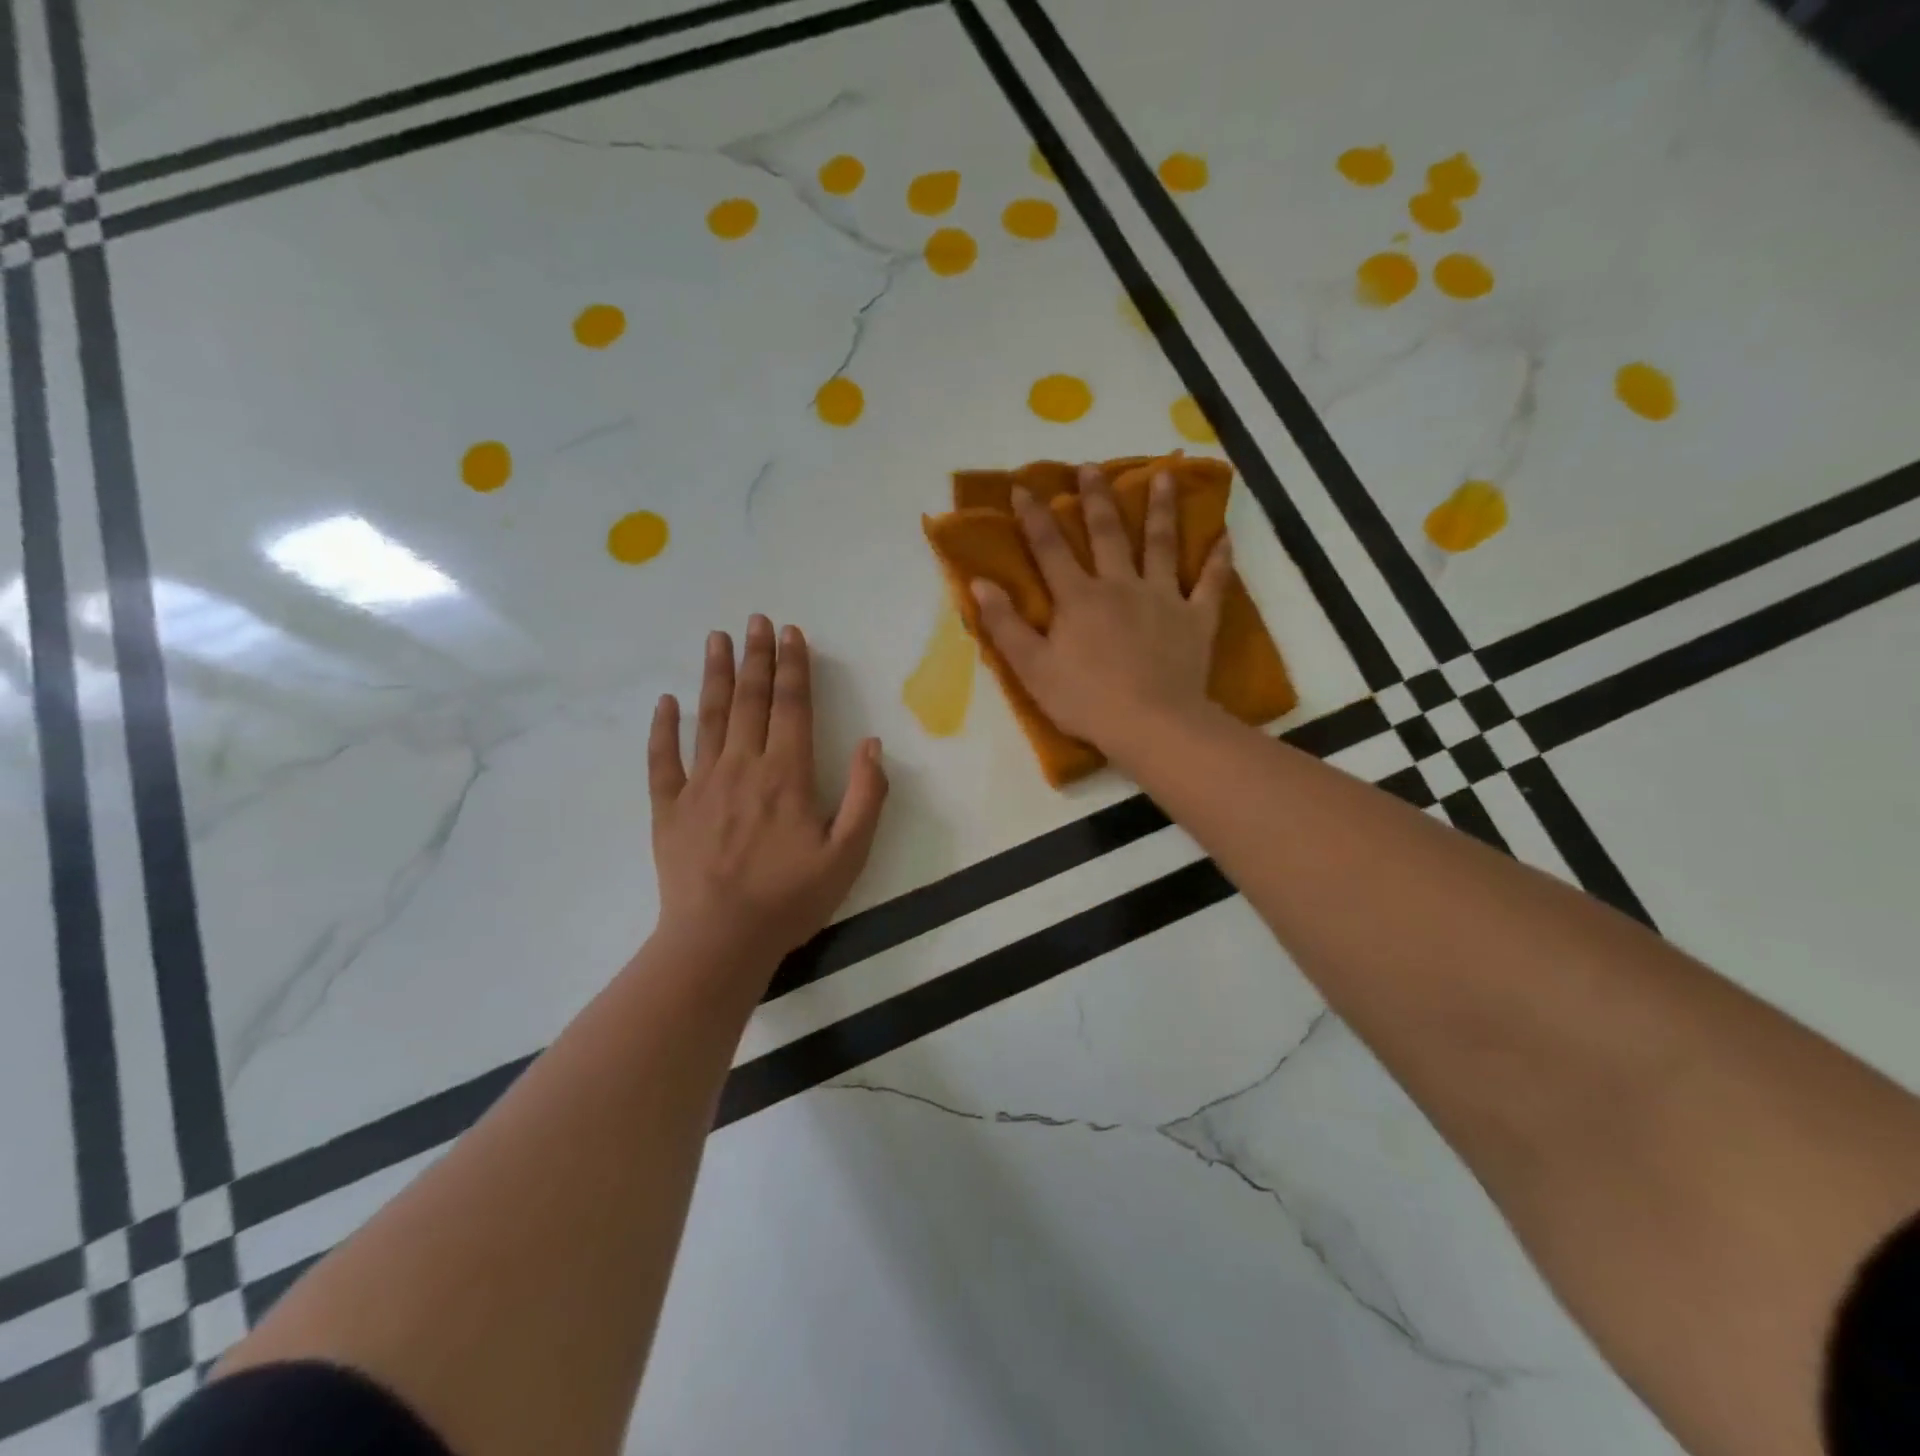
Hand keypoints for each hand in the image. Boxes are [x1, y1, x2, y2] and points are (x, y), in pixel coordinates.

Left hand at [648, 617, 887, 974]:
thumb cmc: (790, 899)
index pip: (792, 707)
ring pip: (709, 717)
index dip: (794, 667)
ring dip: (716, 675)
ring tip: (717, 639)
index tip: (792, 633)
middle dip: (757, 657)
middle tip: (756, 620)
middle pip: (750, 701)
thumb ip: (866, 796)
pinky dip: (663, 728)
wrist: (719, 941)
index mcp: (787, 775)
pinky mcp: (669, 808)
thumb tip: (871, 744)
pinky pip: (663, 760)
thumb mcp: (848, 854)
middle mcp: (742, 767)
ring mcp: (700, 784)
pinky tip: (666, 702)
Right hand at [971, 466, 1232, 751]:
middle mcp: (1120, 585)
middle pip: (1107, 533)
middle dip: (1096, 498)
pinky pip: (1211, 584)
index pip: (1050, 549)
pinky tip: (1224, 537)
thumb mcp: (1031, 668)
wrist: (1150, 724)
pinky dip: (1218, 560)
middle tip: (1092, 466)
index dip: (1034, 517)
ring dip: (1161, 509)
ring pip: (1162, 545)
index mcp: (1078, 597)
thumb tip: (978, 583)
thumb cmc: (1084, 700)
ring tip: (1163, 475)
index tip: (1023, 487)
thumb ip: (1004, 624)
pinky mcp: (1196, 619)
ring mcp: (1163, 598)